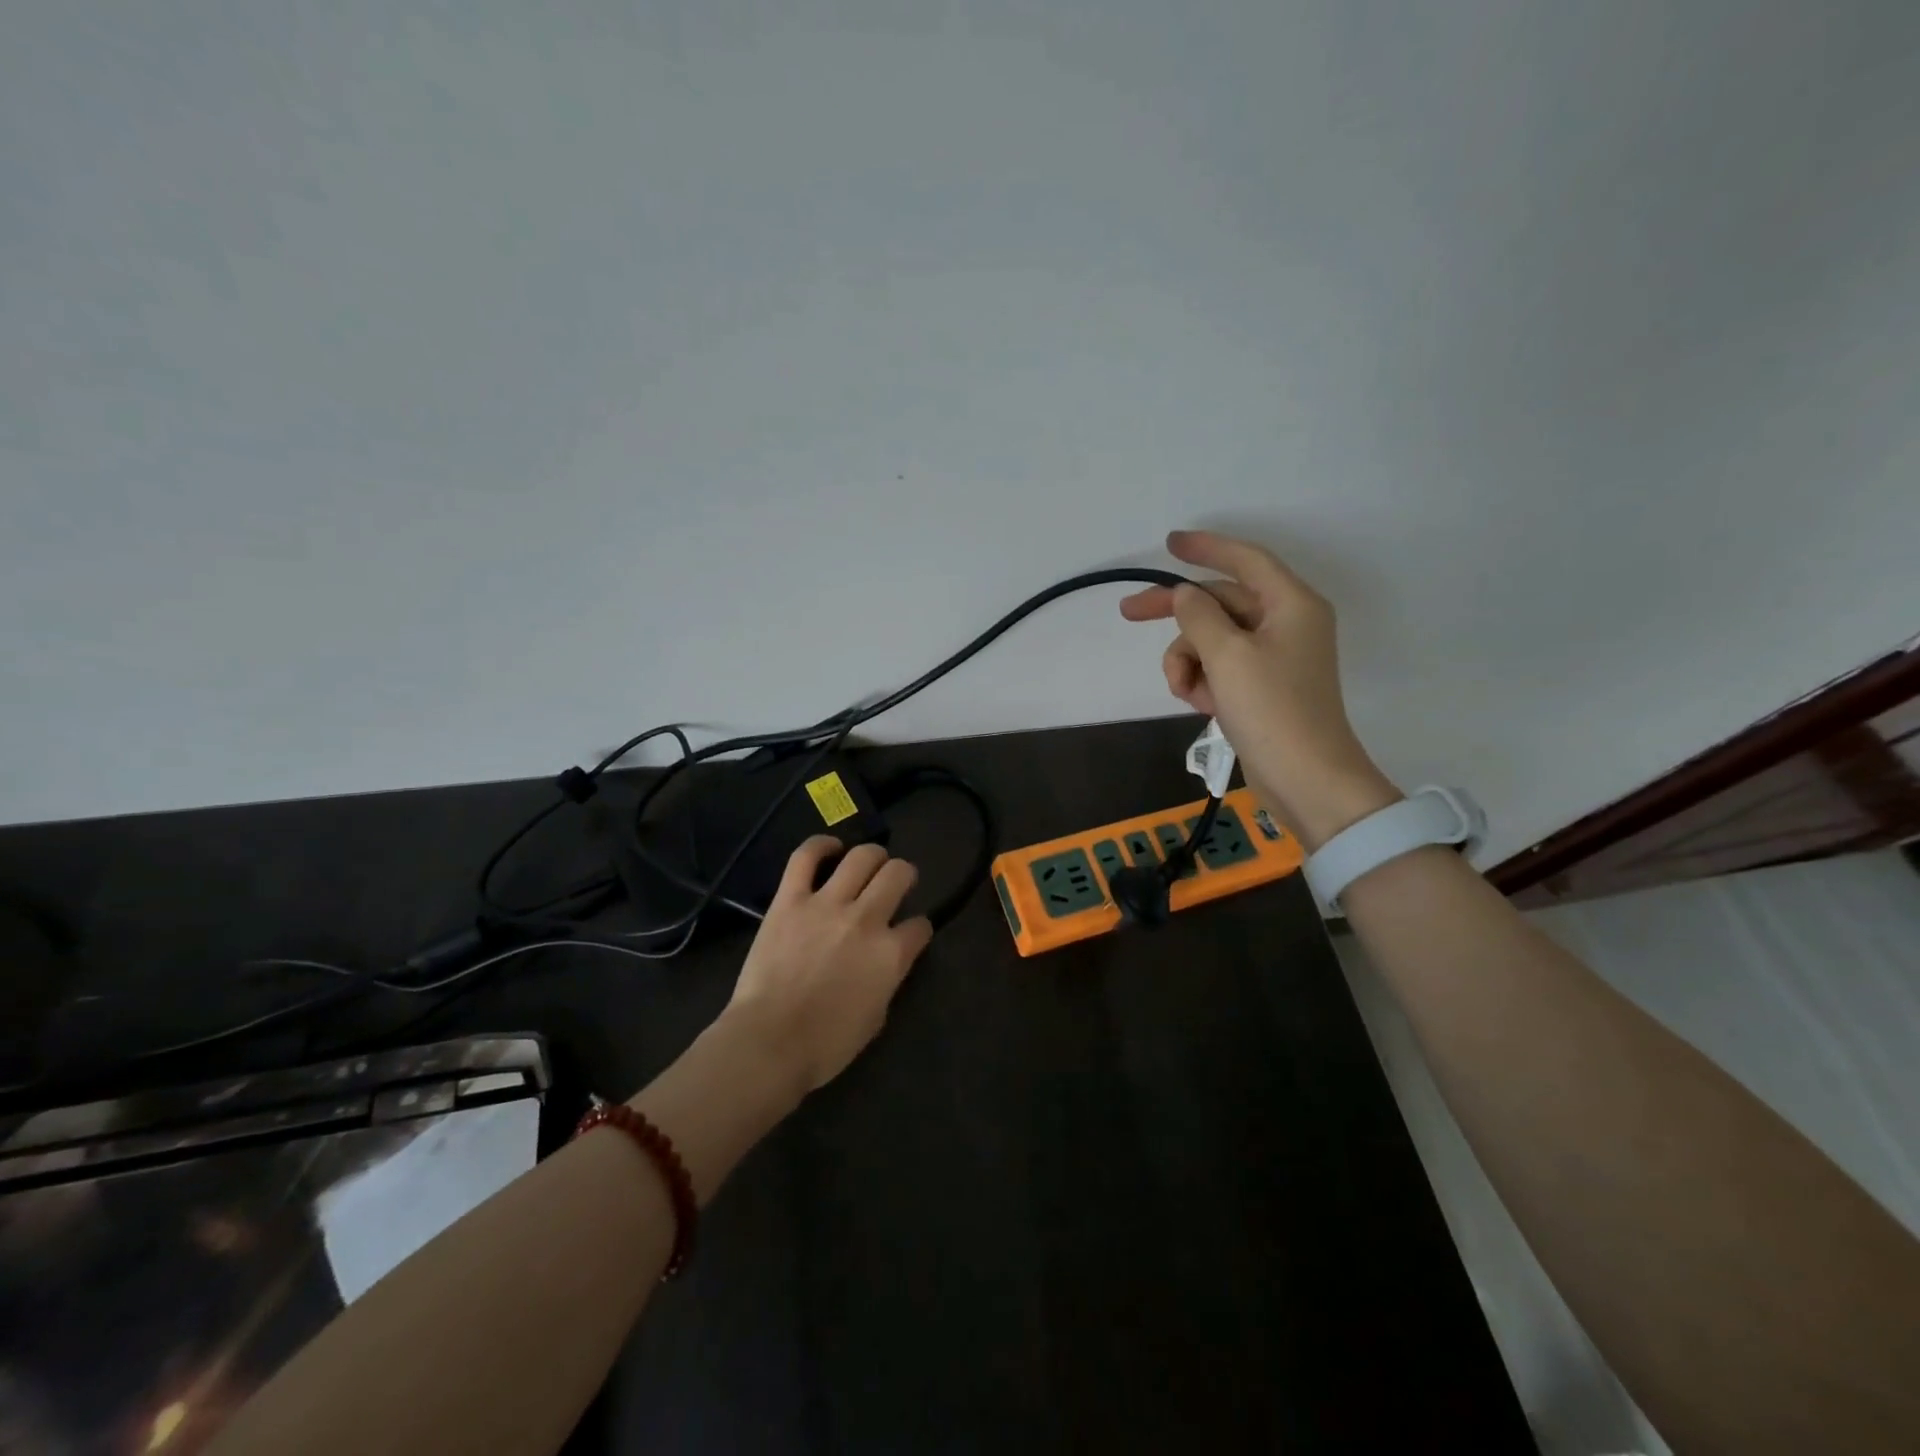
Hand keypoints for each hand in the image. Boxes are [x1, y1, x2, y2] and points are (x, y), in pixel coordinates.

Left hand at [720, 836, 933, 1096]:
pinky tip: (830, 848)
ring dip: (873, 856)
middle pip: (898, 874)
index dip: (918, 928)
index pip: (920, 926)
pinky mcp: (790, 899)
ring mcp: (827, 904)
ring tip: (869, 863)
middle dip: (904, 875)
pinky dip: (821, 846)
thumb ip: (887, 979)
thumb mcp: (876, 1017)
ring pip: (862, 857)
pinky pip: (806, 857)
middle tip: (895, 882)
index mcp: (891, 954)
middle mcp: (867, 919)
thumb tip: (886, 962)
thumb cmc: (825, 1044)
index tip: (910, 933)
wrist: (769, 1042)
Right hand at [1119, 529, 1400, 849]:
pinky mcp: (1261, 688)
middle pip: (1219, 603)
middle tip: (1128, 614)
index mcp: (1290, 604)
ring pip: (1212, 640)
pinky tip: (1200, 705)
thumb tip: (1185, 595)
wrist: (1306, 779)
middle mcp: (1285, 623)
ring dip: (1188, 661)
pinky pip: (1220, 668)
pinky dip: (1203, 681)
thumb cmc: (1271, 709)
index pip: (1244, 560)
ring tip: (1185, 691)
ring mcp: (1273, 658)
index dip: (1205, 548)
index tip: (1169, 543)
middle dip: (1177, 616)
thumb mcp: (1227, 655)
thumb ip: (1198, 615)